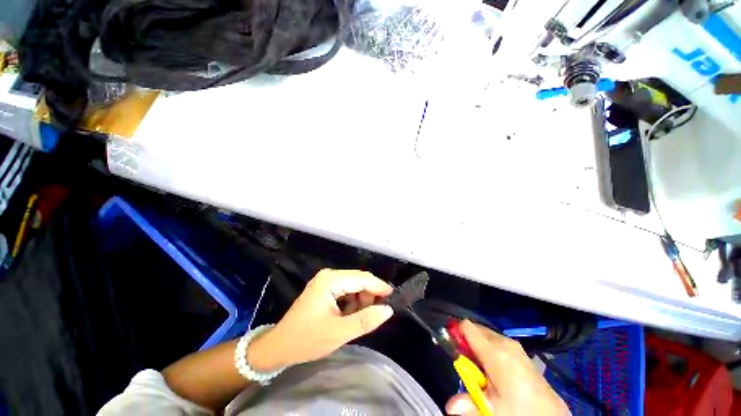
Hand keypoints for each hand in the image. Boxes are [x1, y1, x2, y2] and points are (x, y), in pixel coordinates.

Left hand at [248, 269, 393, 370]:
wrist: (279, 346)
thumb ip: (365, 320)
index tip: (393, 297)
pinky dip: (352, 301)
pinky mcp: (324, 288)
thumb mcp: (339, 333)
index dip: (379, 287)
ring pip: (353, 284)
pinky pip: (345, 289)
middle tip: (377, 312)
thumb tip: (388, 310)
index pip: (362, 279)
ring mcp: (325, 280)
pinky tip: (350, 314)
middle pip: (358, 279)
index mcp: (330, 280)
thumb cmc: (307, 339)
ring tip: (360, 317)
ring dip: (361, 299)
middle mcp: (328, 275)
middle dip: (369, 294)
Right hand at [446, 321, 568, 415]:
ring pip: (485, 335)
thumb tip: (449, 406)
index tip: (450, 345)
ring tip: (479, 369)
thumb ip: (469, 403)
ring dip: (477, 346)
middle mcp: (504, 342)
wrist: (551, 415)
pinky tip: (493, 369)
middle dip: (466, 341)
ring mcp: (513, 345)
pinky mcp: (519, 351)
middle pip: (475, 329)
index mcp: (495, 351)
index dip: (455, 332)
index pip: (467, 327)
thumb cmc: (520, 410)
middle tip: (465, 363)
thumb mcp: (493, 409)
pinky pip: (496, 341)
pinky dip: (488, 349)